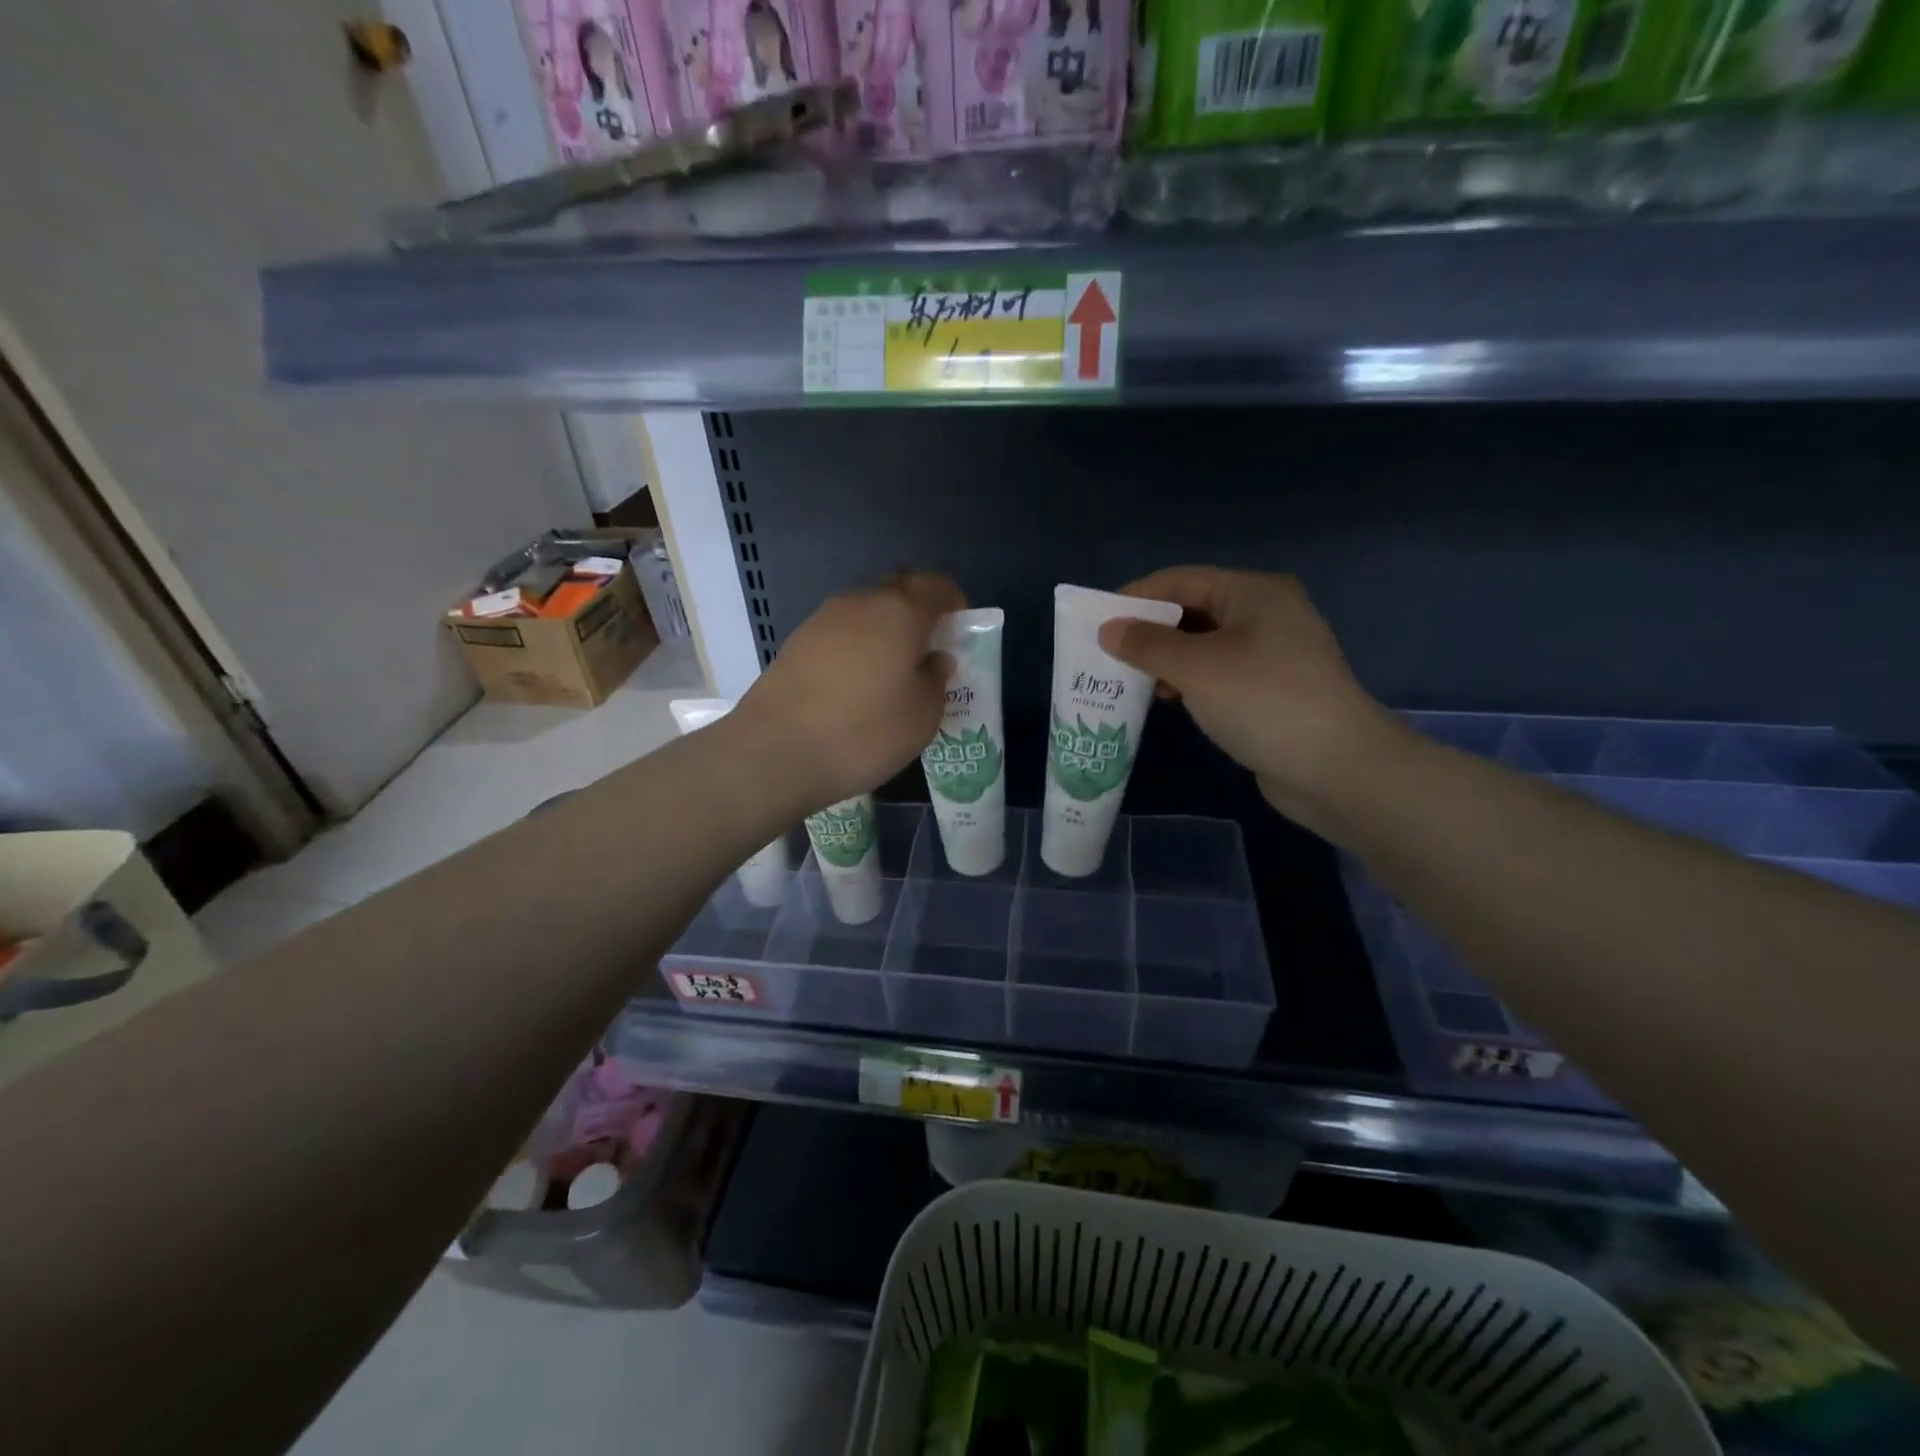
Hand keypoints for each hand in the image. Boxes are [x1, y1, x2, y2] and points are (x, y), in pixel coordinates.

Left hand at [735, 572, 962, 814]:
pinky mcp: (796, 643)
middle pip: (898, 591)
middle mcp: (860, 602)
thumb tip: (934, 659)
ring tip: (894, 668)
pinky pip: (841, 632)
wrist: (776, 752)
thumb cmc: (864, 732)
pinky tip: (858, 682)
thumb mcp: (922, 715)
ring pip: (866, 610)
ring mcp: (822, 620)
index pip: (936, 586)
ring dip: (885, 629)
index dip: (954, 603)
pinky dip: (858, 646)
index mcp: (899, 611)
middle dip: (919, 611)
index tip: (961, 629)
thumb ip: (935, 679)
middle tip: (931, 647)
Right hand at [1097, 567, 1400, 832]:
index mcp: (1253, 592)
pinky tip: (1167, 699)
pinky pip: (1218, 673)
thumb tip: (1109, 630)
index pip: (1181, 580)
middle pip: (1192, 610)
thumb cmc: (1263, 701)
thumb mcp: (1197, 668)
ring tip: (1128, 680)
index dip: (1136, 597)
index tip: (1096, 620)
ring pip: (1204, 645)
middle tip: (1106, 654)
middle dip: (1149, 631)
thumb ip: (1147, 645)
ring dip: (1166, 659)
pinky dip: (1189, 680)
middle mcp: (1265, 613)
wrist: (1337, 768)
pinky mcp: (1271, 689)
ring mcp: (1272, 653)